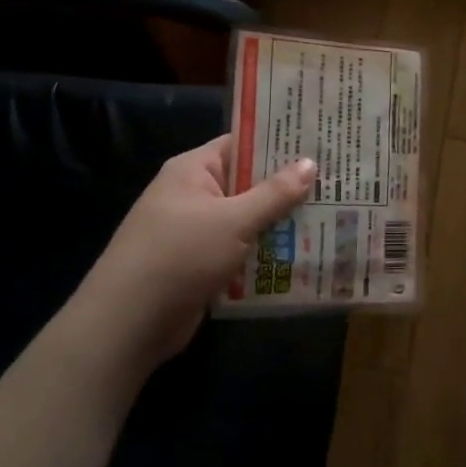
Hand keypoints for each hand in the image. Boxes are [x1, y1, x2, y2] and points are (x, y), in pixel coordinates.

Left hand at [71, 137, 316, 372]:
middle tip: (336, 182)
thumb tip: (310, 162)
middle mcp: (194, 195)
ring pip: (248, 219)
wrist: (128, 323)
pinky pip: (241, 250)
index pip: (241, 144)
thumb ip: (274, 193)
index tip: (319, 144)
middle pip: (248, 183)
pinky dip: (266, 252)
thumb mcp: (234, 220)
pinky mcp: (201, 264)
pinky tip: (302, 255)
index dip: (279, 142)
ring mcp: (196, 232)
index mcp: (193, 170)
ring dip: (281, 223)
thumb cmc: (180, 256)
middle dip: (288, 187)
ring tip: (332, 217)